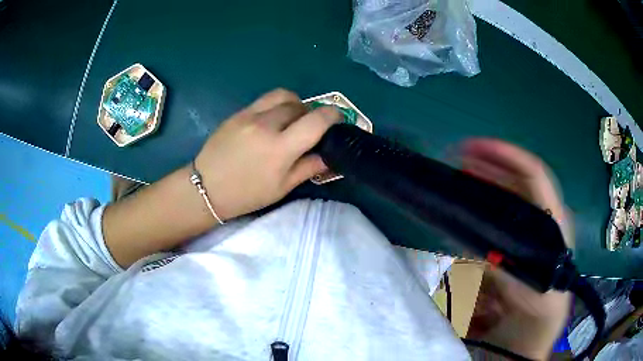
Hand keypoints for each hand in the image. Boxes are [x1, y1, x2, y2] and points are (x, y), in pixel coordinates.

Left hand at [195, 89, 340, 219]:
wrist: (206, 187)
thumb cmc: (246, 194)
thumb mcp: (282, 187)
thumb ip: (309, 167)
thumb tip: (329, 155)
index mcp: (280, 148)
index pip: (317, 120)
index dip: (334, 115)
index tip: (338, 120)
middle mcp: (267, 125)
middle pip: (301, 105)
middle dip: (312, 113)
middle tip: (310, 128)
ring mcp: (250, 115)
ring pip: (283, 96)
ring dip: (295, 104)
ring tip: (292, 119)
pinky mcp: (238, 112)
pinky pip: (264, 100)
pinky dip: (276, 105)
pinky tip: (271, 121)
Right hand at [462, 139, 571, 358]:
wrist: (544, 314)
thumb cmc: (542, 302)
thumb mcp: (528, 292)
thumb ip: (508, 271)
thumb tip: (482, 248)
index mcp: (554, 220)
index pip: (535, 174)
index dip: (507, 156)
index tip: (476, 147)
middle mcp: (545, 213)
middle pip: (520, 177)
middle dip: (491, 163)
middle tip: (461, 157)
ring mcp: (535, 221)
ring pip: (513, 188)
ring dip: (489, 175)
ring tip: (464, 170)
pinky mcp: (525, 231)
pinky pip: (507, 206)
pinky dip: (490, 196)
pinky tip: (474, 198)